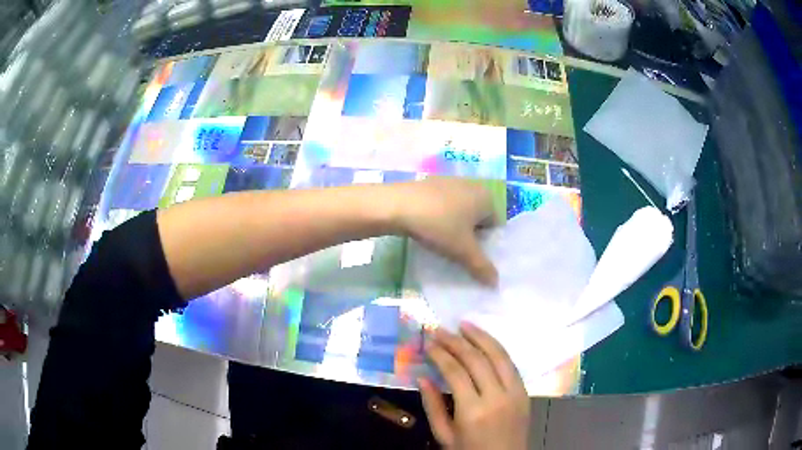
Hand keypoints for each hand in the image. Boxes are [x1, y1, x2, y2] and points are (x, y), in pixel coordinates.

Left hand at [391, 178, 497, 285]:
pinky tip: (429, 229)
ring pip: (461, 210)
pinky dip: (441, 216)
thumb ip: (482, 267)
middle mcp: (472, 184)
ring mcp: (450, 181)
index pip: (496, 224)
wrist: (397, 205)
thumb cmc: (439, 225)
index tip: (472, 255)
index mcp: (486, 196)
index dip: (487, 243)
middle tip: (459, 251)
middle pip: (478, 217)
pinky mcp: (431, 183)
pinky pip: (444, 204)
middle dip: (472, 235)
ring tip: (443, 242)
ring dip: (456, 226)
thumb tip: (496, 283)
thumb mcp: (462, 250)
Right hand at [420, 322, 529, 449]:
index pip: (456, 373)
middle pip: (477, 360)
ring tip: (463, 324)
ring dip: (481, 337)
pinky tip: (485, 340)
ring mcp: (515, 392)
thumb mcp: (444, 435)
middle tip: (440, 330)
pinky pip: (511, 364)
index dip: (440, 354)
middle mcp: (497, 397)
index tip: (428, 343)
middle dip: (456, 341)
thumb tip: (422, 377)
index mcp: (473, 411)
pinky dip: (497, 348)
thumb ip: (433, 405)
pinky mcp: (524, 391)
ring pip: (499, 356)